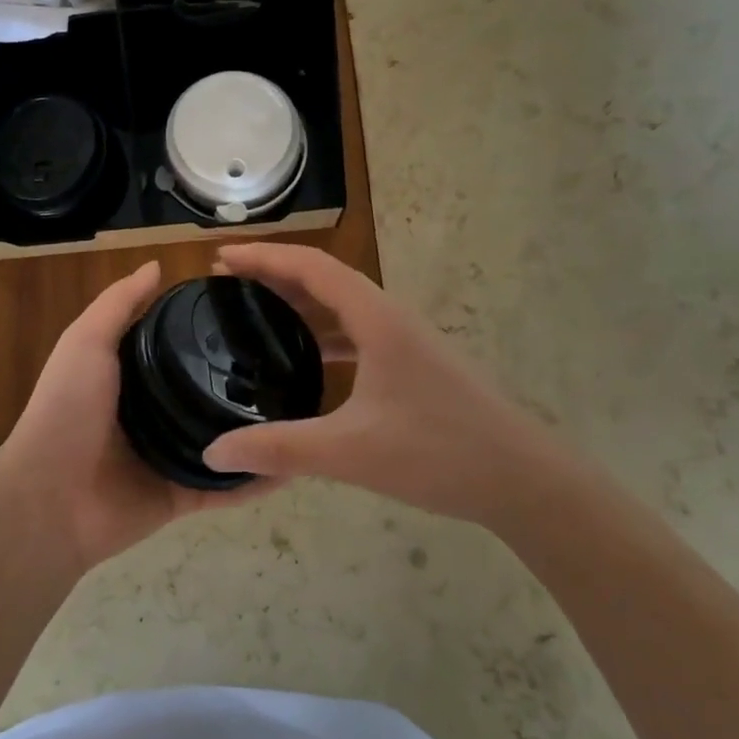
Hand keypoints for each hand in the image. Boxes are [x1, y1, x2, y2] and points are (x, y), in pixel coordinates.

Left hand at [0, 260, 280, 572]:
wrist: (49, 498)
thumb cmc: (66, 409)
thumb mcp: (86, 342)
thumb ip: (119, 304)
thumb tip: (158, 265)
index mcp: (132, 378)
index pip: (181, 347)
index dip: (212, 329)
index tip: (256, 309)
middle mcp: (155, 414)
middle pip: (208, 392)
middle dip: (245, 380)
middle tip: (295, 358)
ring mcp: (170, 456)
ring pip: (227, 440)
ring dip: (260, 430)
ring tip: (306, 408)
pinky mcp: (183, 495)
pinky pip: (227, 487)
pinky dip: (257, 481)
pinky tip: (295, 465)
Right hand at [201, 244, 595, 526]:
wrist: (525, 481)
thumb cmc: (440, 454)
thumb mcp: (350, 452)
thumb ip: (279, 450)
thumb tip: (213, 454)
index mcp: (377, 319)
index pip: (312, 267)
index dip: (264, 257)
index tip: (221, 259)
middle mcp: (392, 318)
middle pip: (325, 278)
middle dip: (274, 274)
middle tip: (226, 283)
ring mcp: (407, 342)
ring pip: (343, 306)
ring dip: (300, 301)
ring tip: (256, 312)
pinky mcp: (415, 366)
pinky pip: (357, 333)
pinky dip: (323, 333)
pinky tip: (306, 360)